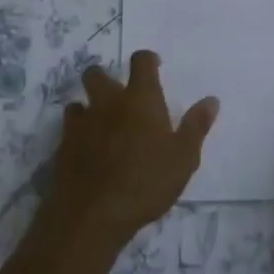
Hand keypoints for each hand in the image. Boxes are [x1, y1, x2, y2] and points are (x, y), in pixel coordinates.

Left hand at [39, 51, 218, 253]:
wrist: (93, 213)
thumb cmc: (146, 183)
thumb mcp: (183, 158)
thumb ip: (195, 126)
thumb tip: (211, 100)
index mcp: (140, 100)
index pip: (141, 62)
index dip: (147, 59)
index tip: (153, 66)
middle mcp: (107, 103)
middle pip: (97, 74)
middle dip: (105, 78)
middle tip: (119, 97)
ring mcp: (81, 124)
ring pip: (78, 102)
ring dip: (88, 108)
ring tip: (100, 126)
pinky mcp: (62, 146)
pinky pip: (68, 130)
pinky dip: (77, 134)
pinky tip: (86, 151)